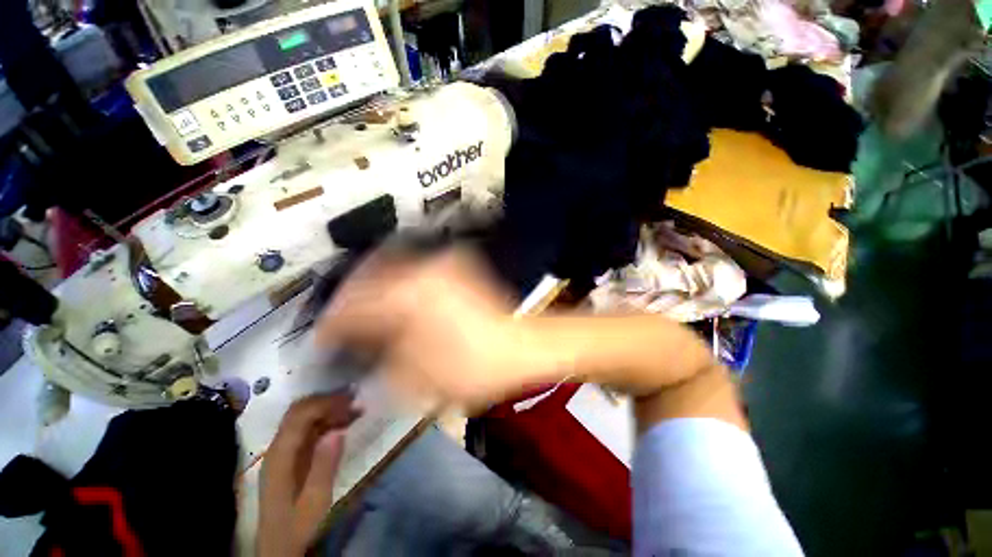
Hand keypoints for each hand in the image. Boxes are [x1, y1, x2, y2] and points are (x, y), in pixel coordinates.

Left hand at [258, 393, 360, 556]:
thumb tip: (338, 431)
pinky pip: (308, 428)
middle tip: (356, 398)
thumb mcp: (315, 501)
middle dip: (329, 400)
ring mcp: (283, 451)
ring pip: (304, 417)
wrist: (279, 546)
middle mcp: (278, 448)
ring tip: (356, 407)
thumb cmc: (298, 525)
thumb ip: (324, 465)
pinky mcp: (290, 456)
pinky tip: (345, 422)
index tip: (352, 400)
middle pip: (300, 410)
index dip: (326, 403)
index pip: (300, 416)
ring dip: (329, 408)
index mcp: (281, 456)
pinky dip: (327, 420)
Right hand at [315, 250, 545, 406]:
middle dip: (349, 297)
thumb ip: (379, 359)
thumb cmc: (471, 367)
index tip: (322, 338)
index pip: (353, 307)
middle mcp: (421, 271)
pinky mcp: (458, 268)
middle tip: (340, 318)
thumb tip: (360, 347)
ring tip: (365, 308)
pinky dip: (399, 283)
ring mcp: (443, 265)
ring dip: (374, 286)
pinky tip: (397, 299)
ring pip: (392, 266)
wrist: (520, 347)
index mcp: (407, 298)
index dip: (332, 324)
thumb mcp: (415, 377)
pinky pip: (416, 270)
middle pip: (369, 275)